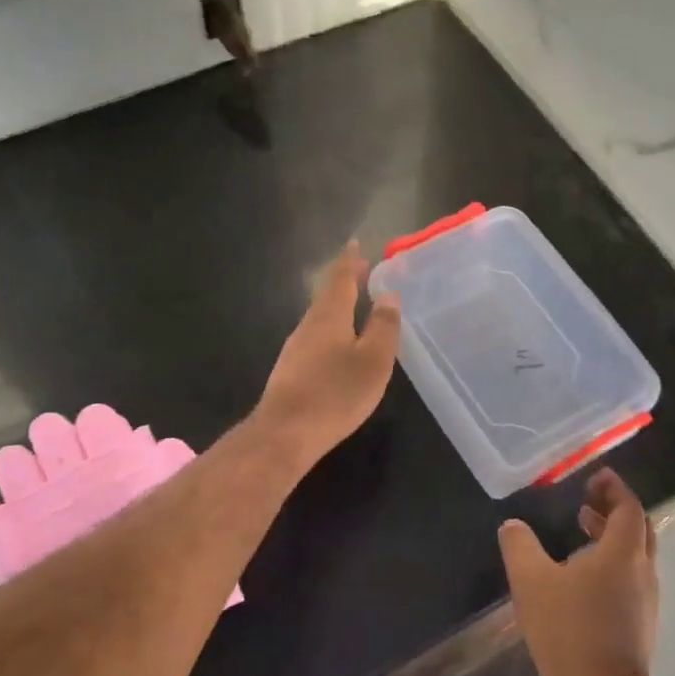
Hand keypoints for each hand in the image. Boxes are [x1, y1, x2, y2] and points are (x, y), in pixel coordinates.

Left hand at [256, 240, 401, 469]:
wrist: (285, 432)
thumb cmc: (335, 393)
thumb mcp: (373, 360)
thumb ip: (383, 326)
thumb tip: (388, 294)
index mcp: (329, 316)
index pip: (340, 279)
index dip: (350, 261)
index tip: (356, 243)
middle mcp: (308, 325)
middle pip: (328, 296)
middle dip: (345, 282)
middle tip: (362, 270)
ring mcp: (295, 348)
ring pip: (320, 318)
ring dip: (337, 306)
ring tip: (355, 304)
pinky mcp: (291, 371)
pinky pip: (315, 338)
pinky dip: (331, 329)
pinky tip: (338, 344)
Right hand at [499, 469, 658, 675]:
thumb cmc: (568, 631)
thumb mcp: (531, 582)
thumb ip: (520, 546)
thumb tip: (512, 525)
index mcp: (622, 553)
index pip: (628, 507)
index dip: (614, 488)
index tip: (597, 476)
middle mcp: (642, 571)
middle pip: (638, 529)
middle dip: (615, 509)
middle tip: (588, 500)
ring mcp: (646, 601)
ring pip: (636, 555)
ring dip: (613, 537)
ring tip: (583, 531)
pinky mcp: (641, 625)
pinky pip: (632, 578)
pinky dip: (614, 562)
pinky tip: (585, 577)